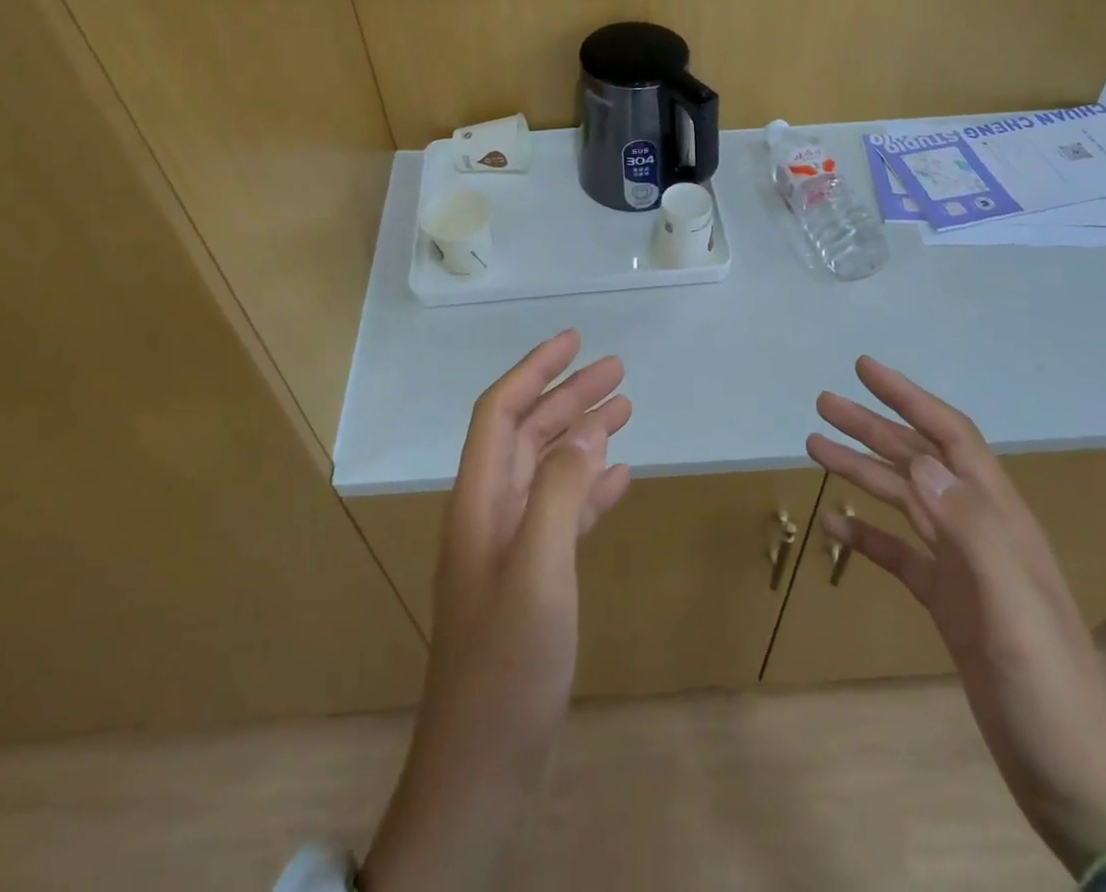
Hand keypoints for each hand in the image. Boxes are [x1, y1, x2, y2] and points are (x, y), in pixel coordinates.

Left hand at [362, 330, 631, 891]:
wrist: (482, 765)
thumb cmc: (507, 663)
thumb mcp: (538, 568)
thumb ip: (560, 492)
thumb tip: (587, 430)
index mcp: (479, 500)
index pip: (501, 412)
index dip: (534, 370)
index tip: (574, 340)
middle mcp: (491, 512)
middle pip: (529, 433)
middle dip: (568, 395)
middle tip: (617, 370)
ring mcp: (511, 546)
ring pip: (549, 469)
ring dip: (583, 435)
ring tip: (625, 408)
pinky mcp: (532, 578)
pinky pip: (564, 512)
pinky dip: (590, 487)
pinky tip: (620, 477)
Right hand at [807, 358, 1105, 877]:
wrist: (1079, 784)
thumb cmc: (1051, 691)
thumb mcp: (1013, 608)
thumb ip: (970, 529)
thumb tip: (918, 459)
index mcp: (1000, 520)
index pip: (950, 437)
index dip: (909, 398)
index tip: (865, 369)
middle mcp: (979, 531)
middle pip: (919, 460)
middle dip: (872, 427)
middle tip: (823, 404)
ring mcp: (963, 568)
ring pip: (903, 499)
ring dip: (862, 470)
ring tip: (815, 447)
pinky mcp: (948, 603)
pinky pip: (897, 553)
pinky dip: (865, 533)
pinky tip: (835, 524)